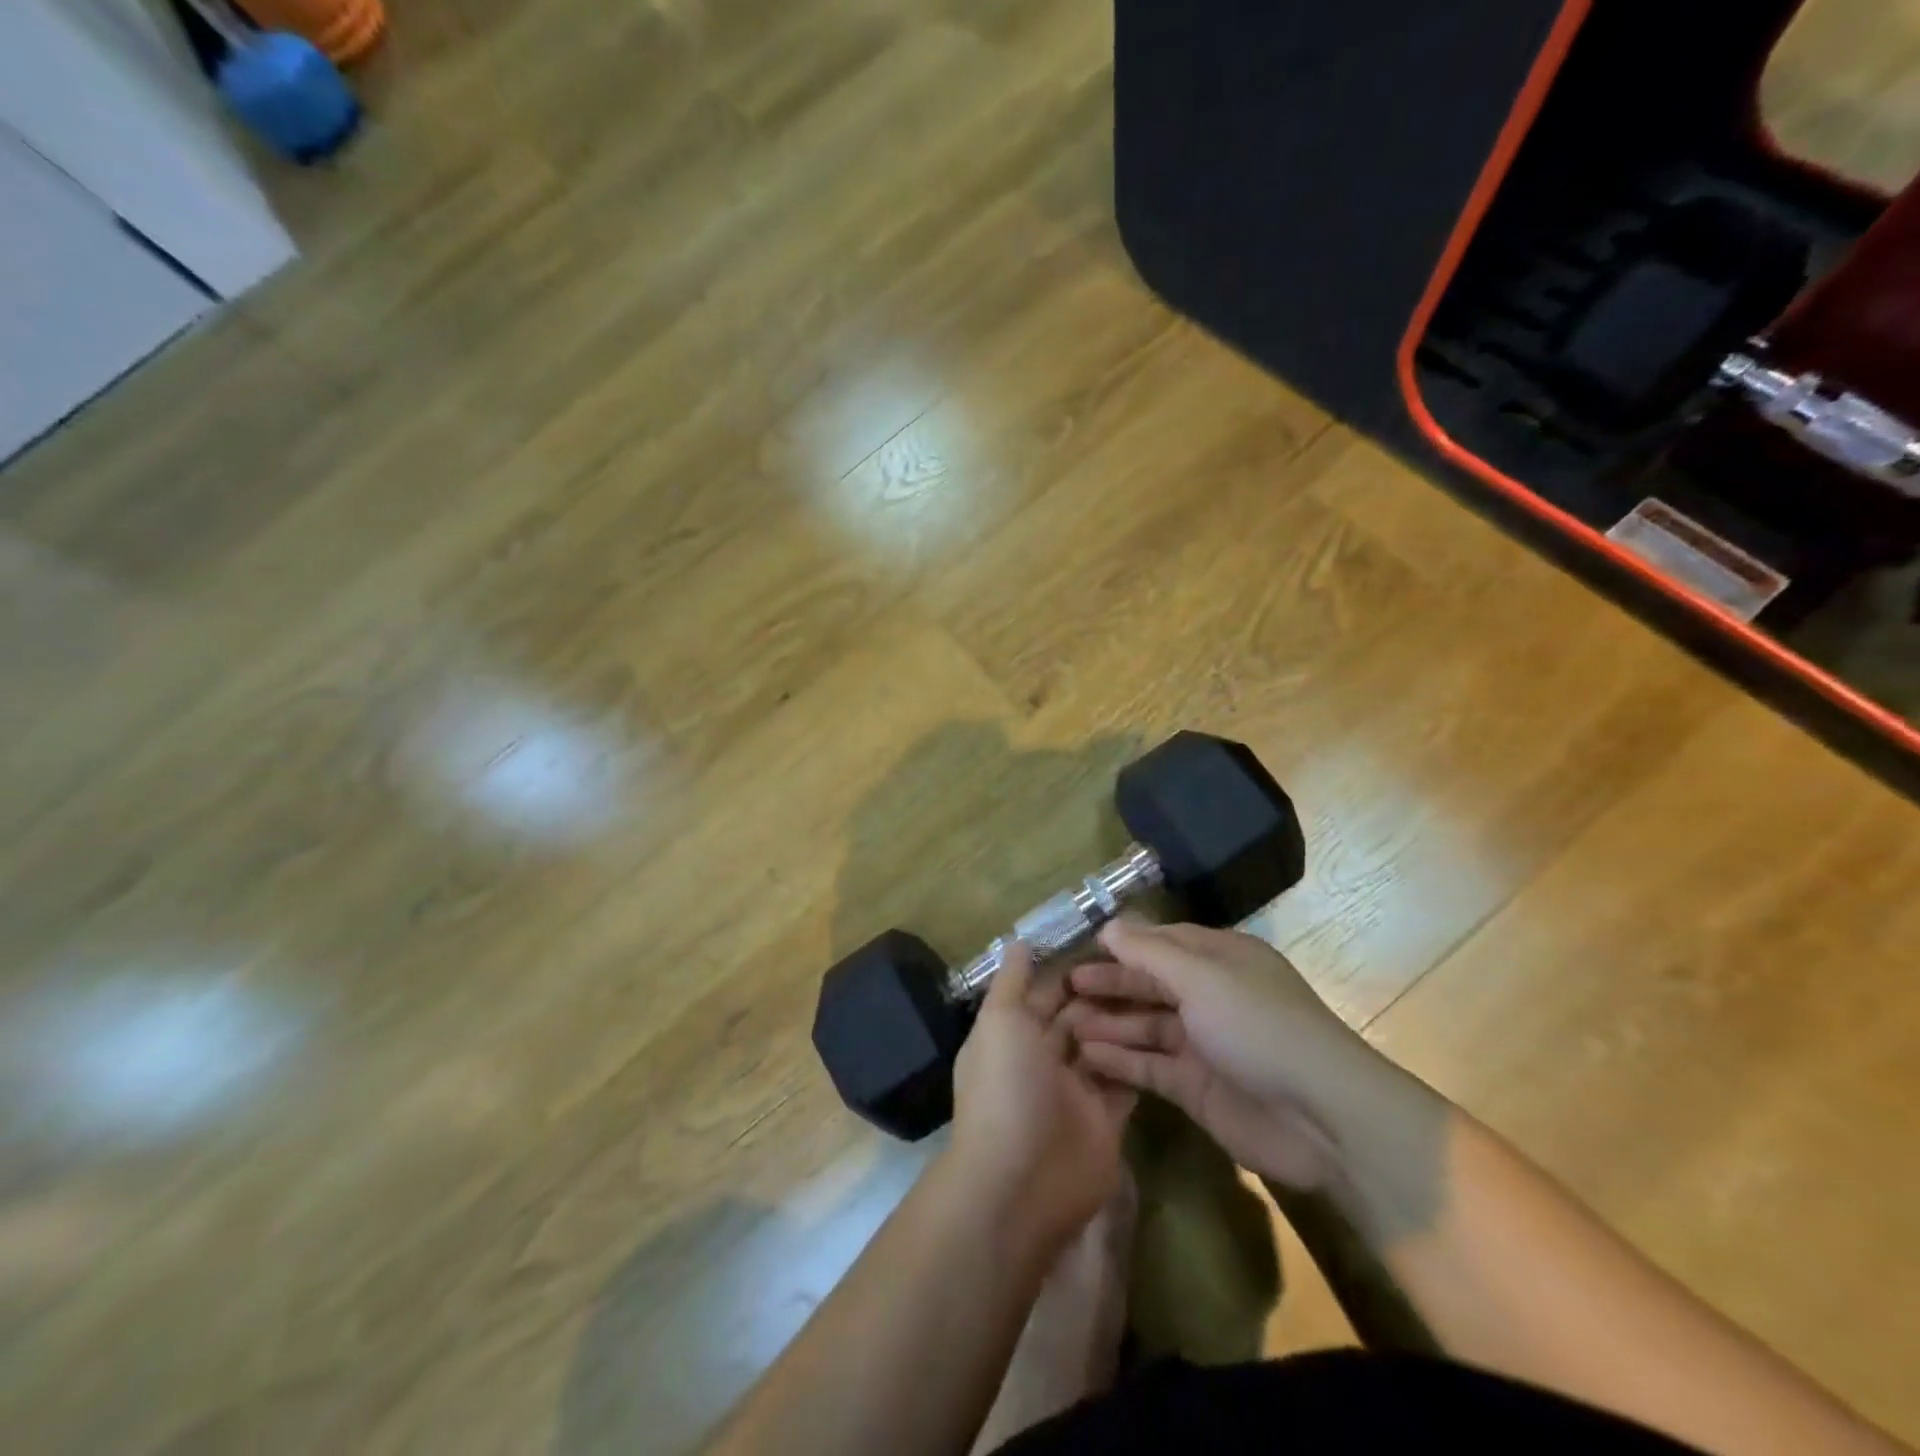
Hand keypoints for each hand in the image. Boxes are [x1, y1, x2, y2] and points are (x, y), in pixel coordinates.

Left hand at [949, 943, 1136, 1249]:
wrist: (1022, 1182)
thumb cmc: (1005, 1089)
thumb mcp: (1000, 1023)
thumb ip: (1011, 982)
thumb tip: (1016, 941)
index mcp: (1012, 1034)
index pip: (1041, 992)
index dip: (1068, 969)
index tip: (1105, 942)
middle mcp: (1041, 1059)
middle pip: (1076, 1017)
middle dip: (1102, 993)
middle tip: (1144, 964)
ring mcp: (1074, 1091)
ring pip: (1103, 1045)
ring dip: (1124, 1022)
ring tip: (1162, 989)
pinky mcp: (1105, 1119)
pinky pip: (1125, 1081)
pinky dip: (1139, 1058)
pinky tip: (1167, 1030)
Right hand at [1063, 920, 1398, 1192]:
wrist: (1321, 1117)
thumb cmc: (1258, 1026)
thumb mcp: (1202, 977)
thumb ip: (1150, 952)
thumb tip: (1109, 924)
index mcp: (1219, 959)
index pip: (1161, 942)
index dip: (1122, 944)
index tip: (1078, 947)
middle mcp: (1209, 996)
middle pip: (1149, 983)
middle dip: (1108, 983)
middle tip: (1062, 987)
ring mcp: (1202, 1043)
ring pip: (1145, 1025)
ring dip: (1108, 1022)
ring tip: (1064, 1023)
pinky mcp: (1196, 1086)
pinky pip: (1149, 1065)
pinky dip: (1120, 1059)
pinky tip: (1086, 1054)